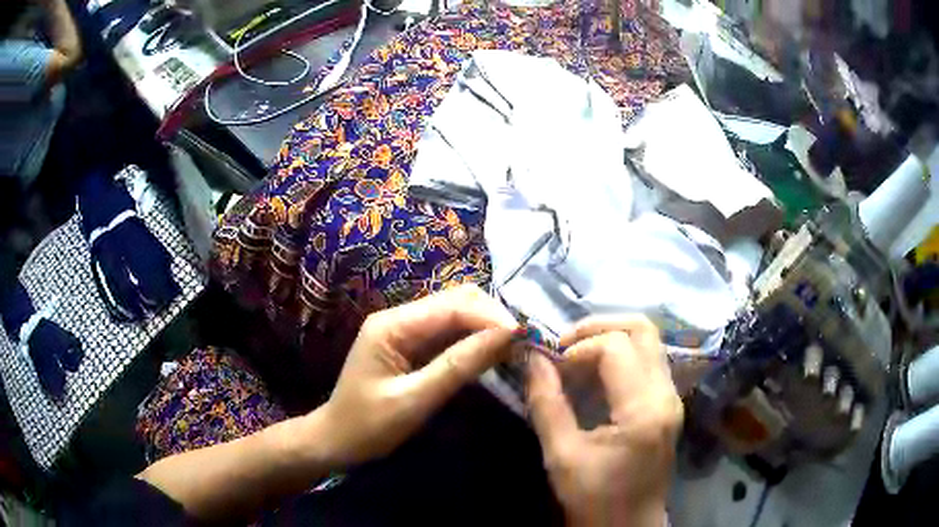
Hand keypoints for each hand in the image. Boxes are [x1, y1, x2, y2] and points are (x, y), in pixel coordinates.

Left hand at [319, 284, 517, 466]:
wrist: (336, 441)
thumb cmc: (368, 426)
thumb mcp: (414, 400)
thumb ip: (458, 366)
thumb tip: (506, 337)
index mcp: (392, 325)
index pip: (453, 306)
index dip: (491, 318)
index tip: (525, 337)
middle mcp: (399, 318)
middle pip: (456, 301)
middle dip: (492, 317)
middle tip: (523, 343)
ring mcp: (405, 330)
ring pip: (457, 315)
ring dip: (487, 327)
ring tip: (515, 347)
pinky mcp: (412, 346)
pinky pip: (450, 334)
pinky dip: (474, 341)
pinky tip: (493, 353)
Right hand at [527, 316, 682, 526]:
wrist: (628, 524)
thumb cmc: (594, 497)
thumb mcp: (561, 455)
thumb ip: (546, 402)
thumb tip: (531, 356)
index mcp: (644, 410)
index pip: (615, 348)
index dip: (577, 348)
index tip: (551, 366)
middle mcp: (667, 394)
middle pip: (642, 329)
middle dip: (598, 326)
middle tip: (564, 343)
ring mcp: (672, 396)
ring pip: (648, 339)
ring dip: (609, 337)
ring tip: (575, 356)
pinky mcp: (668, 402)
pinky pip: (648, 359)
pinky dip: (619, 354)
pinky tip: (594, 373)